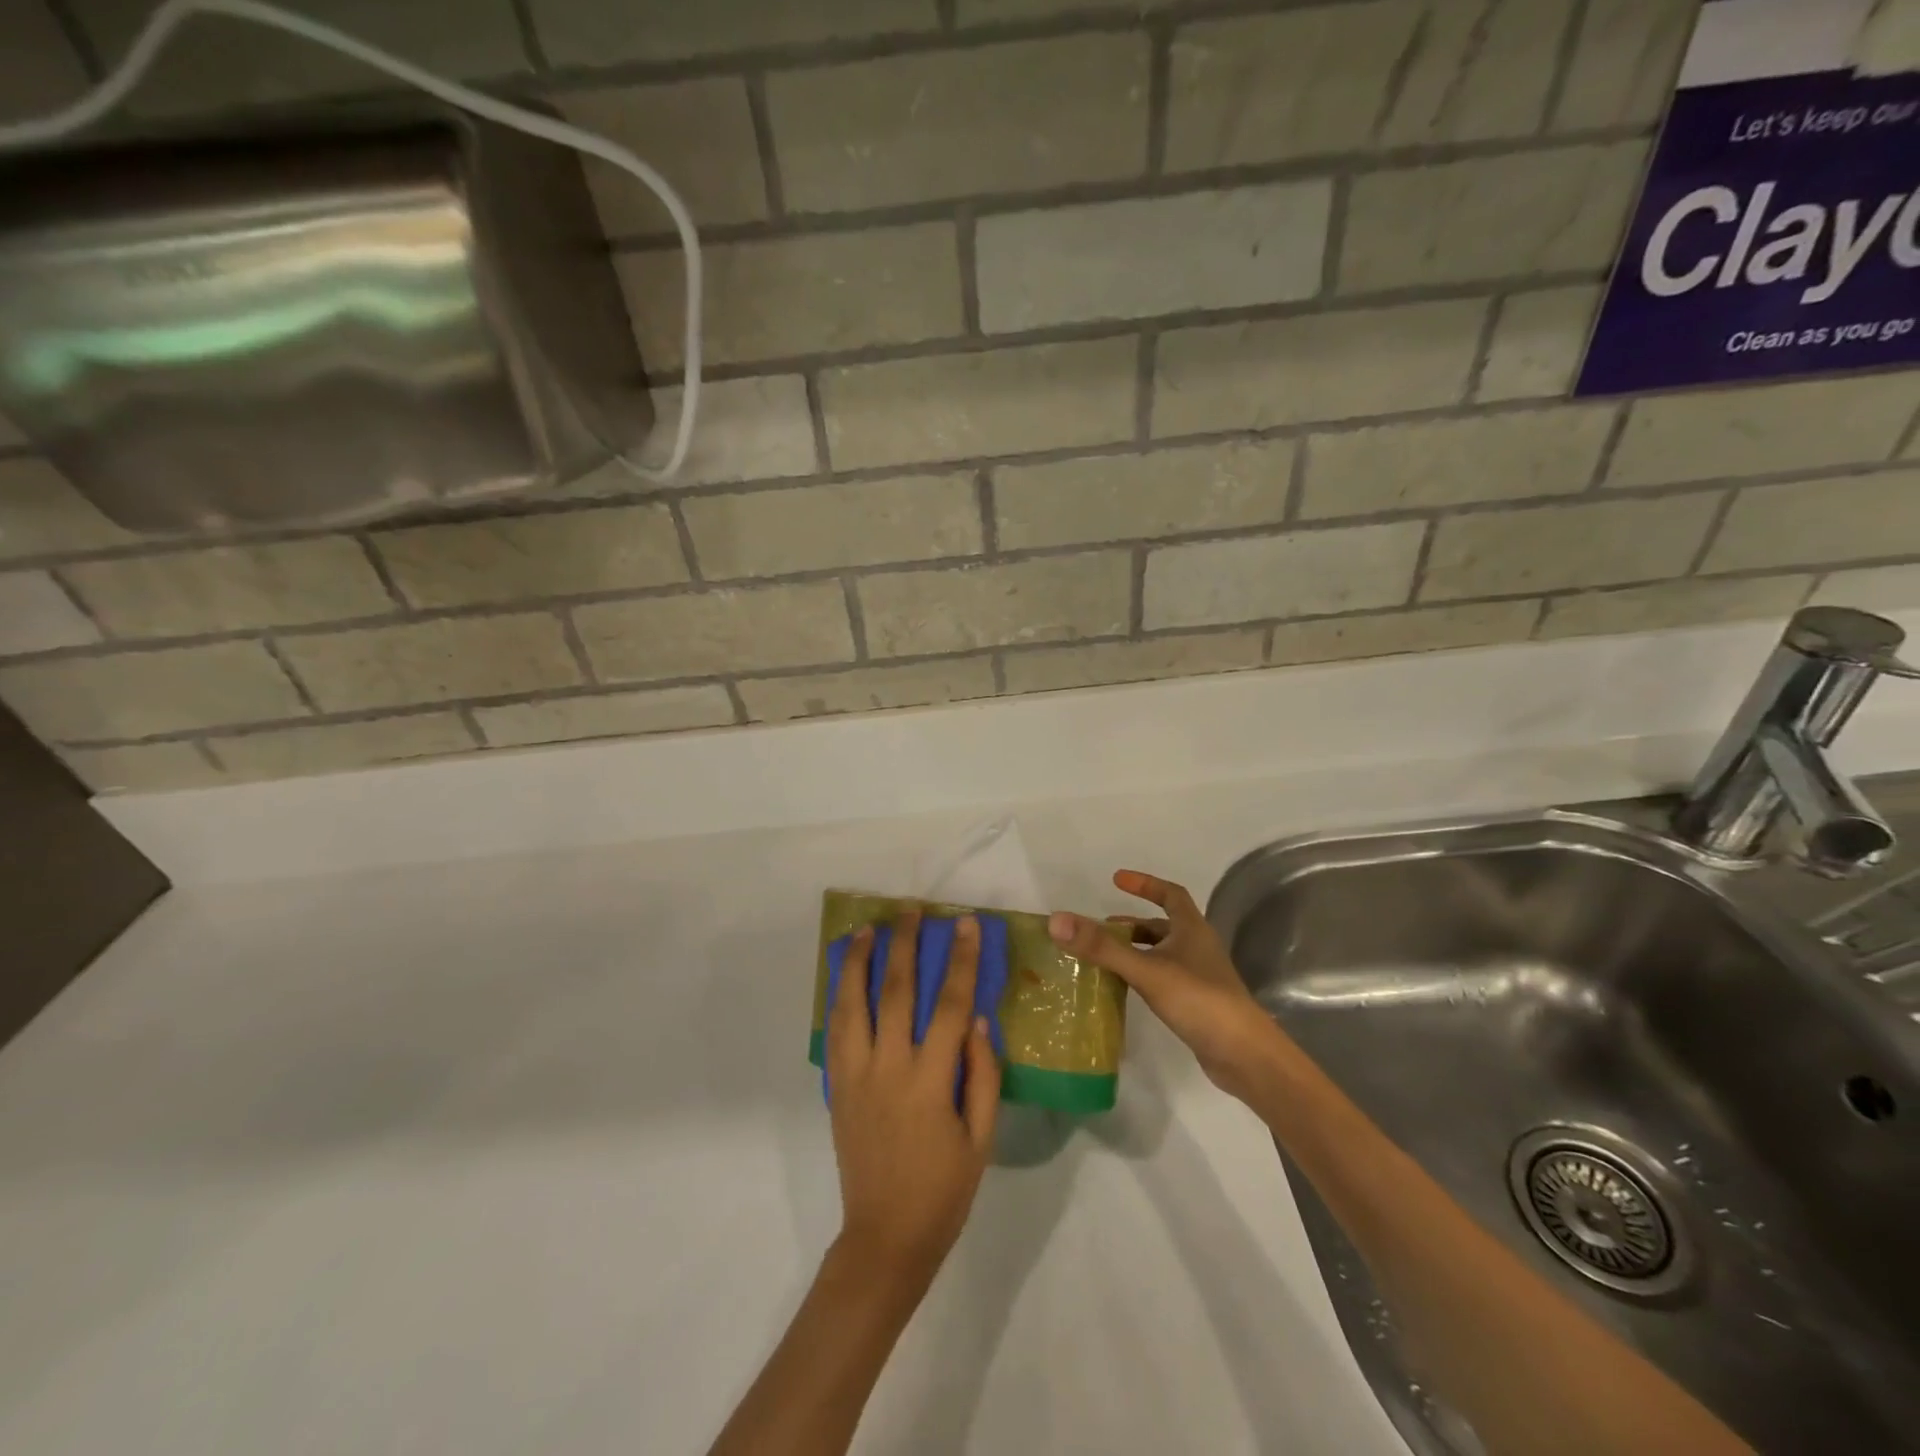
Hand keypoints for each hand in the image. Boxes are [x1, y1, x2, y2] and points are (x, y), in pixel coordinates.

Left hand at [827, 909, 1000, 1286]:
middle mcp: (888, 1068)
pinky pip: (835, 1031)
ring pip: (852, 1004)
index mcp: (929, 1081)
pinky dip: (839, 997)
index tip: (966, 924)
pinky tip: (845, 978)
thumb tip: (978, 1019)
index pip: (949, 1005)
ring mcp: (855, 1075)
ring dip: (859, 962)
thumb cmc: (943, 1190)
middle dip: (904, 945)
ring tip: (867, 929)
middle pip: (895, 991)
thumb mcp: (981, 1139)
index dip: (960, 960)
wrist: (885, 1238)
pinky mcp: (836, 1087)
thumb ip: (982, 1075)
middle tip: (910, 911)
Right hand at [1049, 870, 1277, 1100]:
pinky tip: (1125, 989)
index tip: (1116, 880)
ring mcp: (1199, 976)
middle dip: (1132, 924)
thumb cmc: (1199, 1000)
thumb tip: (1057, 920)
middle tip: (1100, 929)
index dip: (1145, 884)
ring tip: (1105, 959)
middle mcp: (1197, 947)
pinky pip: (1163, 978)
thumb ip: (1102, 947)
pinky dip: (1142, 975)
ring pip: (1162, 954)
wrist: (1244, 1055)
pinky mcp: (1197, 1003)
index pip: (1170, 894)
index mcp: (1192, 929)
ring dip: (1135, 951)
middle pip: (1163, 925)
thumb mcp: (1146, 970)